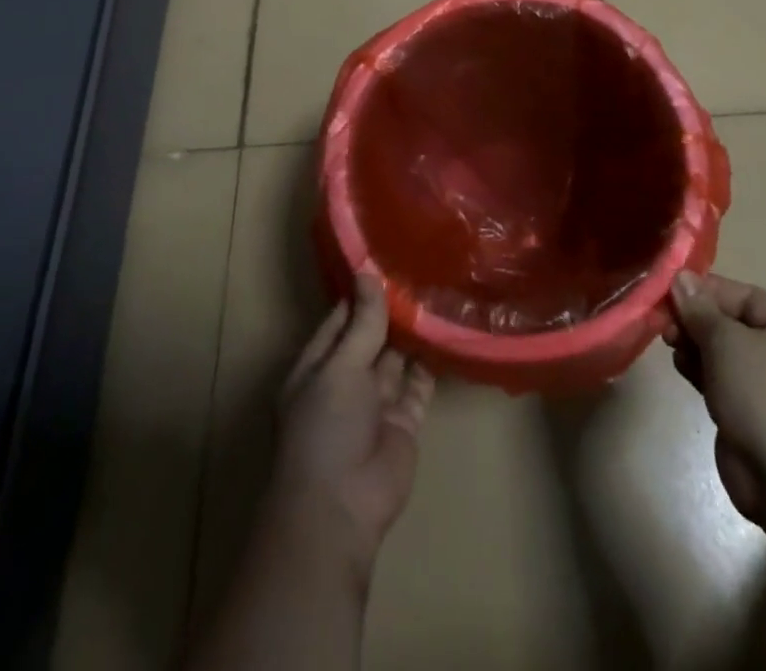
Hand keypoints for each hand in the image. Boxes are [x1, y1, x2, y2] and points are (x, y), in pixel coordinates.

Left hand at [269, 274, 435, 584]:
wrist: (341, 507)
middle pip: (371, 336)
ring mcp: (376, 402)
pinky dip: (431, 360)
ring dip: (412, 331)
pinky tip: (447, 331)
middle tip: (421, 267)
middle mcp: (346, 381)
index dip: (361, 292)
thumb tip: (368, 274)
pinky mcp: (405, 420)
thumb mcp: (339, 367)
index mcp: (318, 366)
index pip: (340, 319)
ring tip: (437, 290)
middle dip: (391, 309)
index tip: (386, 258)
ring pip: (396, 357)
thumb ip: (361, 323)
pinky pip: (420, 383)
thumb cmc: (326, 428)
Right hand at [664, 272, 765, 574]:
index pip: (746, 297)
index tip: (672, 290)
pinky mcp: (753, 415)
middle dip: (697, 320)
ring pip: (724, 353)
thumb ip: (700, 308)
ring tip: (669, 342)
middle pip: (733, 324)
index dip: (708, 290)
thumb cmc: (761, 393)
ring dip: (695, 344)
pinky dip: (701, 370)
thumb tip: (681, 277)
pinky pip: (722, 380)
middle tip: (665, 320)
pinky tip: (680, 366)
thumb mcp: (726, 340)